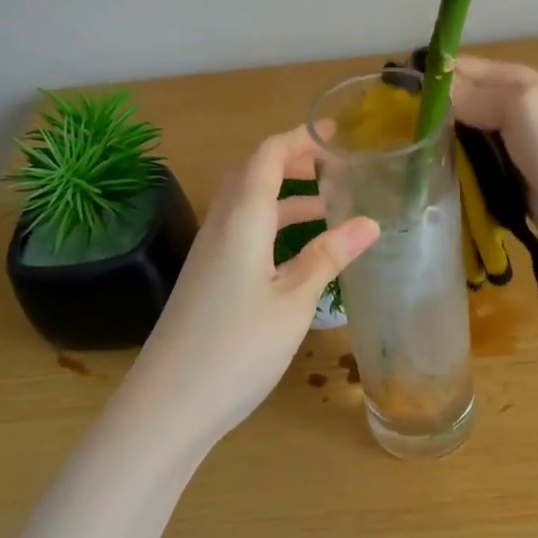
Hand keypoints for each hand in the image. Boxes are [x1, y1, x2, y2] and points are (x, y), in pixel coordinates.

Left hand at [126, 127, 378, 448]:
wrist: (168, 404)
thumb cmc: (237, 348)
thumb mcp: (294, 302)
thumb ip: (329, 257)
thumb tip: (369, 222)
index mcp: (241, 220)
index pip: (266, 157)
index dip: (298, 139)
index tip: (333, 134)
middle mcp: (220, 227)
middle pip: (252, 174)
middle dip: (291, 161)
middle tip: (333, 166)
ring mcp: (209, 255)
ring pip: (247, 207)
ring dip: (284, 197)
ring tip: (328, 206)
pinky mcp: (207, 280)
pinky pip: (242, 234)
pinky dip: (272, 227)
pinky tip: (297, 254)